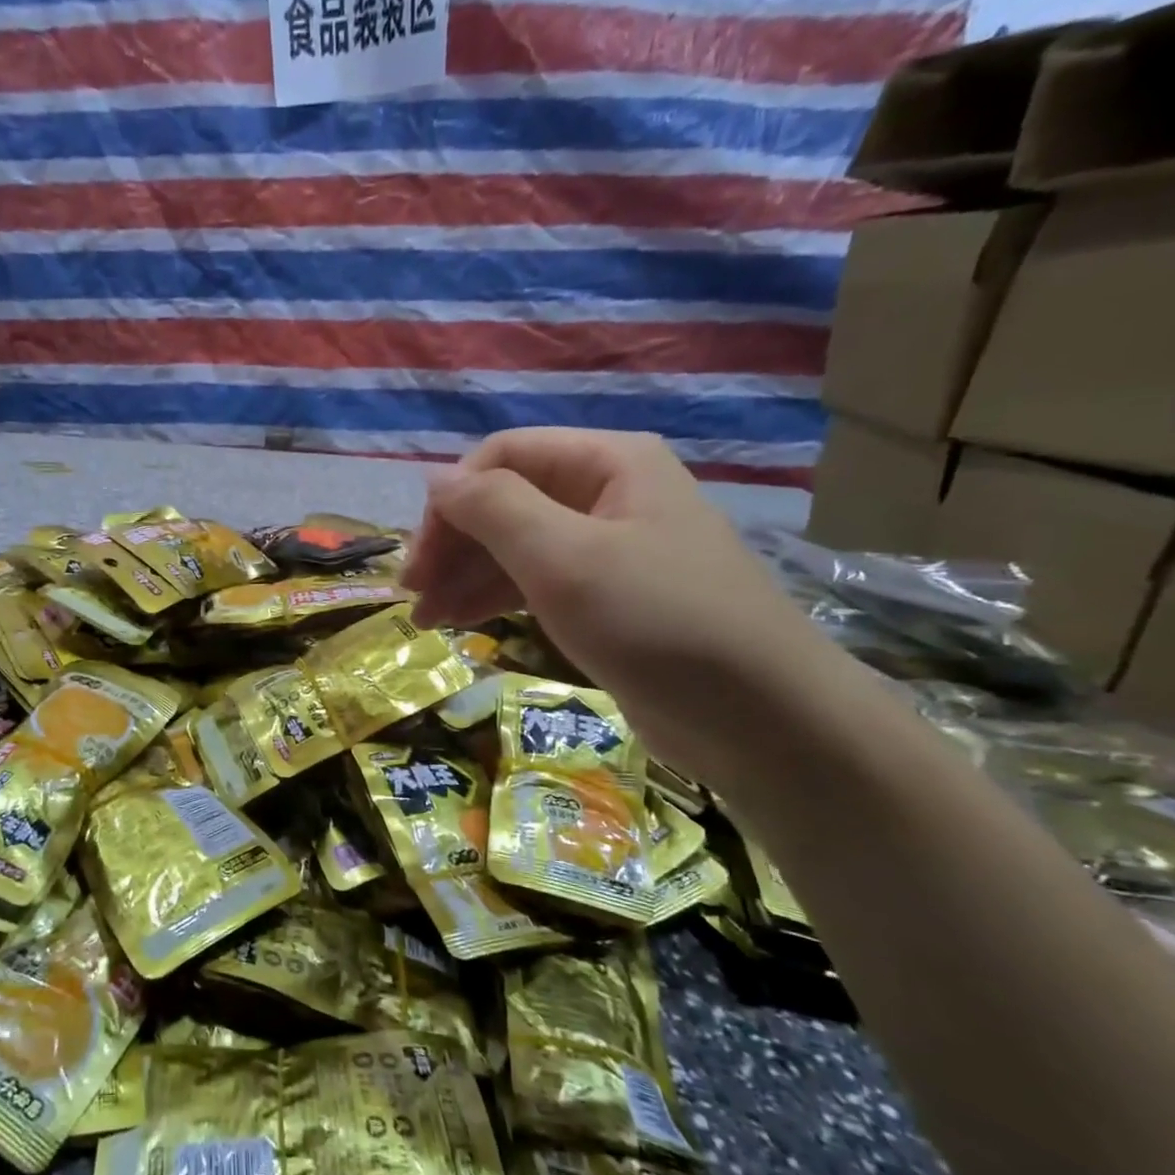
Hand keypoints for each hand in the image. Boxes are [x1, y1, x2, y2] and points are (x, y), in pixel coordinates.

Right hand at [402, 429, 844, 784]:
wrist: (759, 716)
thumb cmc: (656, 621)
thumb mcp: (564, 558)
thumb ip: (493, 509)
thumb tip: (436, 480)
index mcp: (606, 463)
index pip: (501, 458)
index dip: (451, 501)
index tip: (420, 559)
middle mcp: (607, 493)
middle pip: (505, 501)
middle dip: (453, 544)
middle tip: (414, 595)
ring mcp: (608, 547)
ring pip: (516, 545)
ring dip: (465, 575)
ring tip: (426, 619)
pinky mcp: (607, 597)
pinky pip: (536, 581)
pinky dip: (495, 597)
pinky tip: (462, 623)